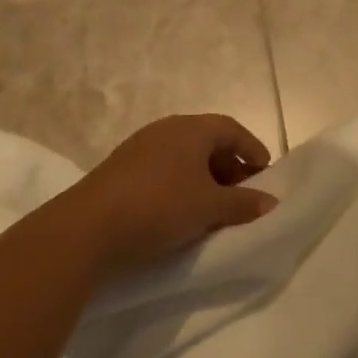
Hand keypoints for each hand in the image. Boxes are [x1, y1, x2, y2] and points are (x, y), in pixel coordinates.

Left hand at [61, 114, 277, 277]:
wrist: (87, 228)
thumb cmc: (159, 207)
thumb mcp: (209, 207)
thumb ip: (243, 203)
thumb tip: (270, 202)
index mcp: (190, 129)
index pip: (231, 129)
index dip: (252, 149)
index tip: (265, 174)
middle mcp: (165, 130)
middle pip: (208, 141)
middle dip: (230, 166)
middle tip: (244, 194)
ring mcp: (140, 148)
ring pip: (185, 157)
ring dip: (206, 179)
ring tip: (216, 207)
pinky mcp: (122, 170)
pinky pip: (165, 170)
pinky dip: (182, 186)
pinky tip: (183, 212)